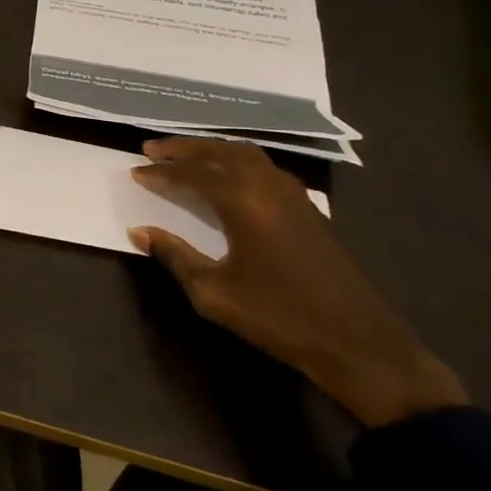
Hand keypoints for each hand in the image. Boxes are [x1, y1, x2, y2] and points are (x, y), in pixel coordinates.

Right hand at [128, 139, 466, 426]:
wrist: (356, 342)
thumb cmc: (278, 317)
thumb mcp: (214, 293)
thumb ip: (175, 256)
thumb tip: (140, 232)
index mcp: (245, 202)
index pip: (194, 174)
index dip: (161, 172)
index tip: (134, 172)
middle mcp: (269, 187)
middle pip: (221, 152)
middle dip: (184, 149)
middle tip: (152, 149)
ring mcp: (294, 195)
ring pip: (247, 155)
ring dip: (212, 151)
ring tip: (185, 156)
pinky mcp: (308, 209)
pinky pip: (264, 168)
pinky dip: (237, 162)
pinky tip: (227, 177)